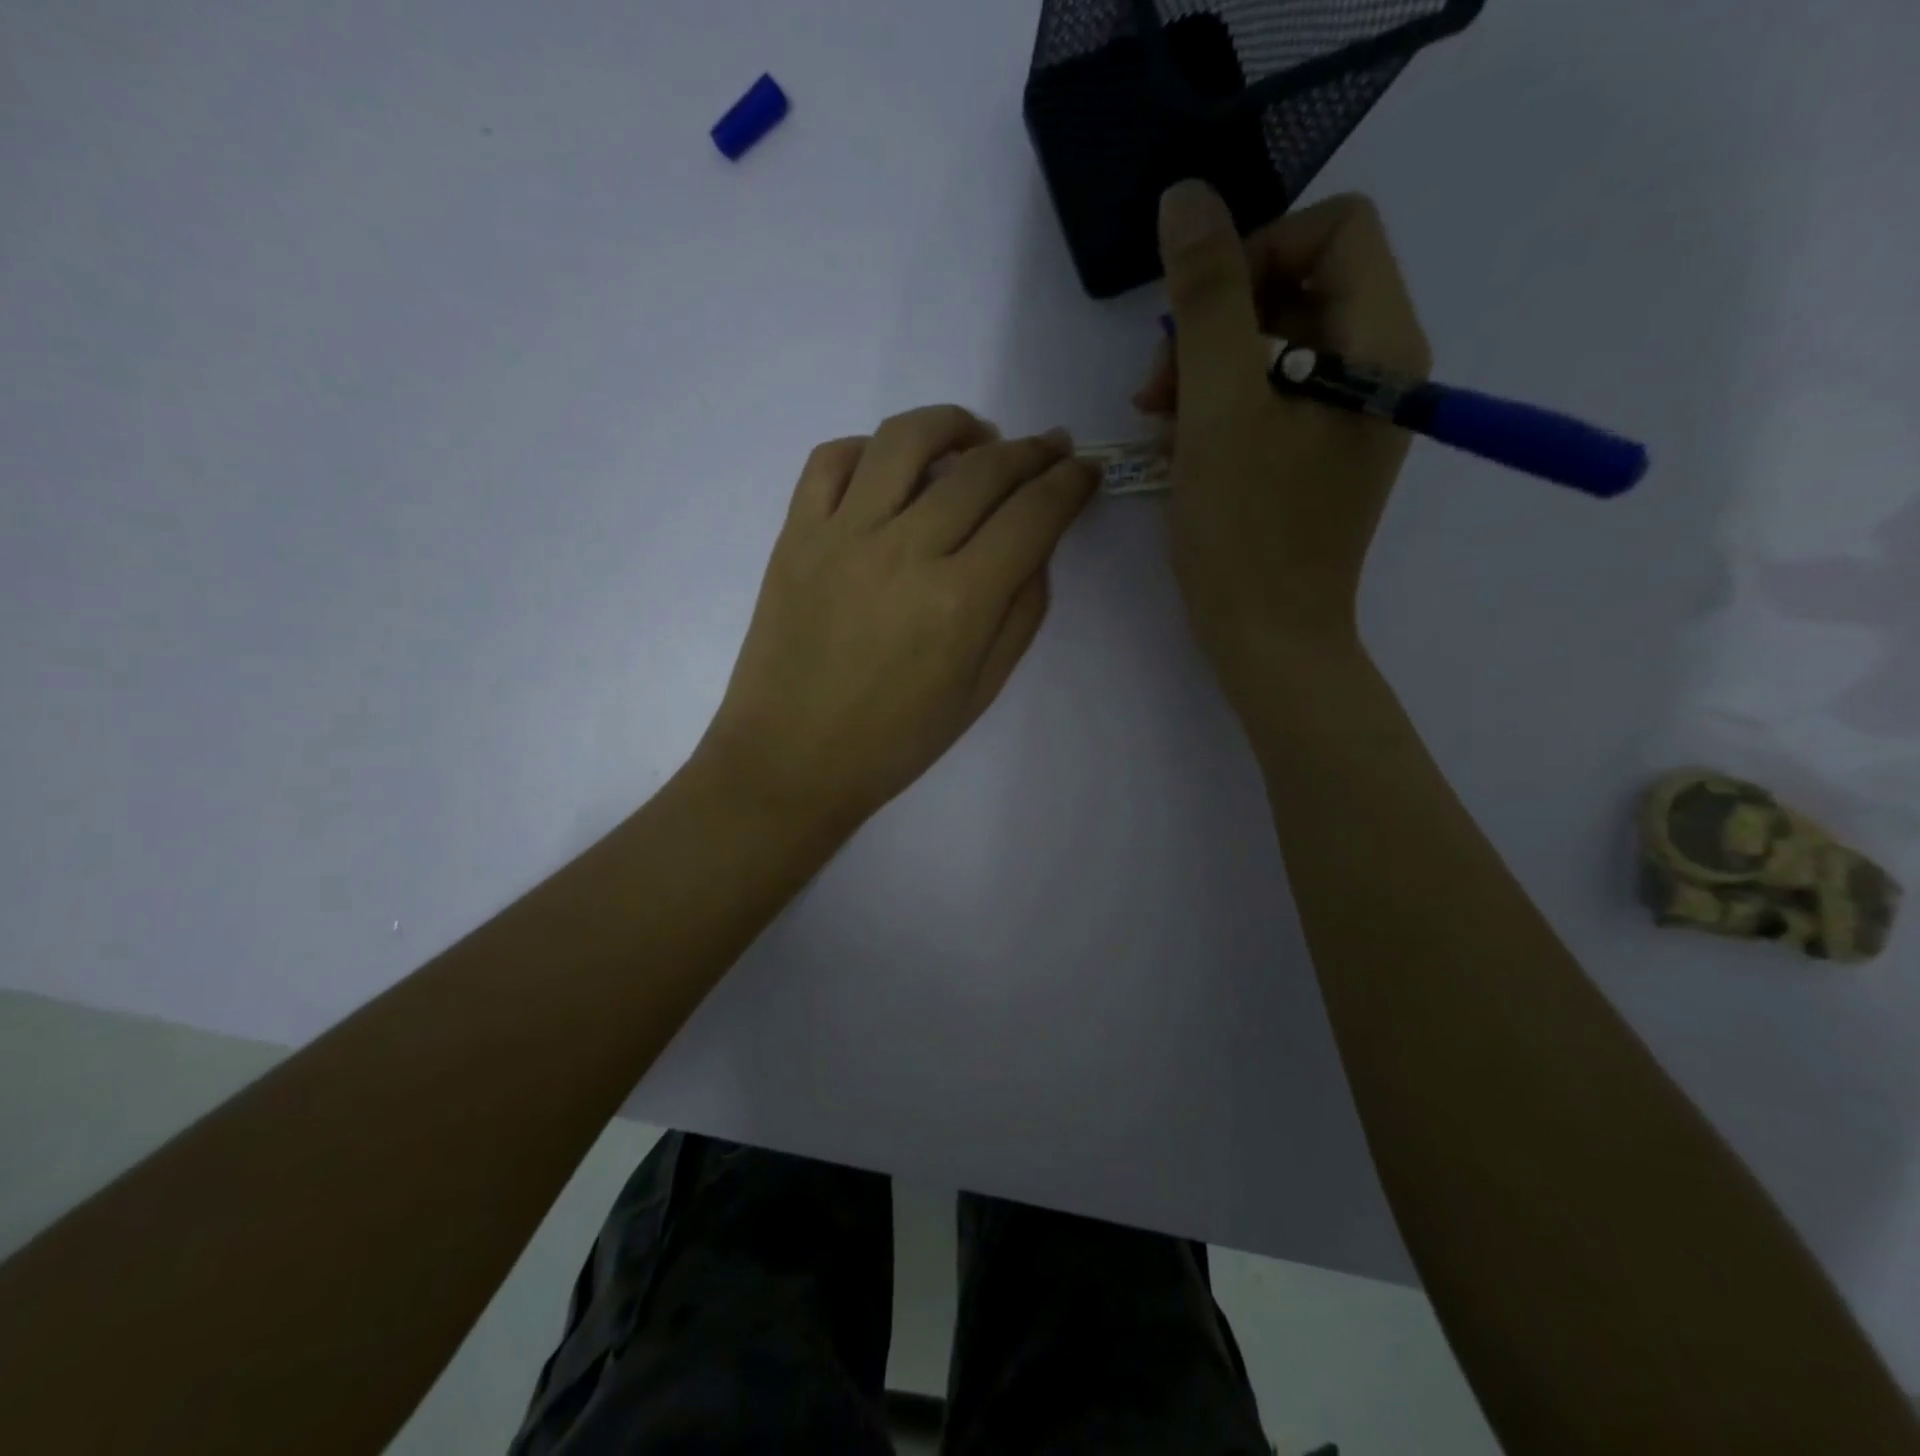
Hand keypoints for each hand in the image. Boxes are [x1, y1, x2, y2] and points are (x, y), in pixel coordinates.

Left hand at [697, 406, 1099, 836]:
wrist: (789, 761)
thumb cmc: (893, 743)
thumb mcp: (980, 692)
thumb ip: (1020, 614)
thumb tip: (1036, 547)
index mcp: (959, 601)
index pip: (1032, 515)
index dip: (1069, 484)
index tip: (1084, 471)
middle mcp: (904, 551)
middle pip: (982, 470)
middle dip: (1030, 452)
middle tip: (1048, 448)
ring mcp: (842, 535)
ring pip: (905, 441)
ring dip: (952, 425)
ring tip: (975, 438)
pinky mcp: (794, 535)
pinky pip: (830, 460)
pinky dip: (869, 448)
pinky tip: (891, 467)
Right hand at [1137, 182, 1430, 711]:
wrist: (1267, 640)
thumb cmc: (1246, 533)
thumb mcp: (1218, 409)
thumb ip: (1204, 298)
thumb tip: (1188, 197)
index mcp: (1380, 347)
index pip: (1336, 230)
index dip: (1256, 253)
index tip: (1196, 320)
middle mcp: (1378, 370)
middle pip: (1299, 288)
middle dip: (1217, 325)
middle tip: (1159, 386)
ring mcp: (1346, 416)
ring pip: (1273, 346)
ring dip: (1206, 371)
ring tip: (1159, 422)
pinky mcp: (1314, 454)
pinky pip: (1267, 398)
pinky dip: (1218, 409)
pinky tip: (1180, 446)